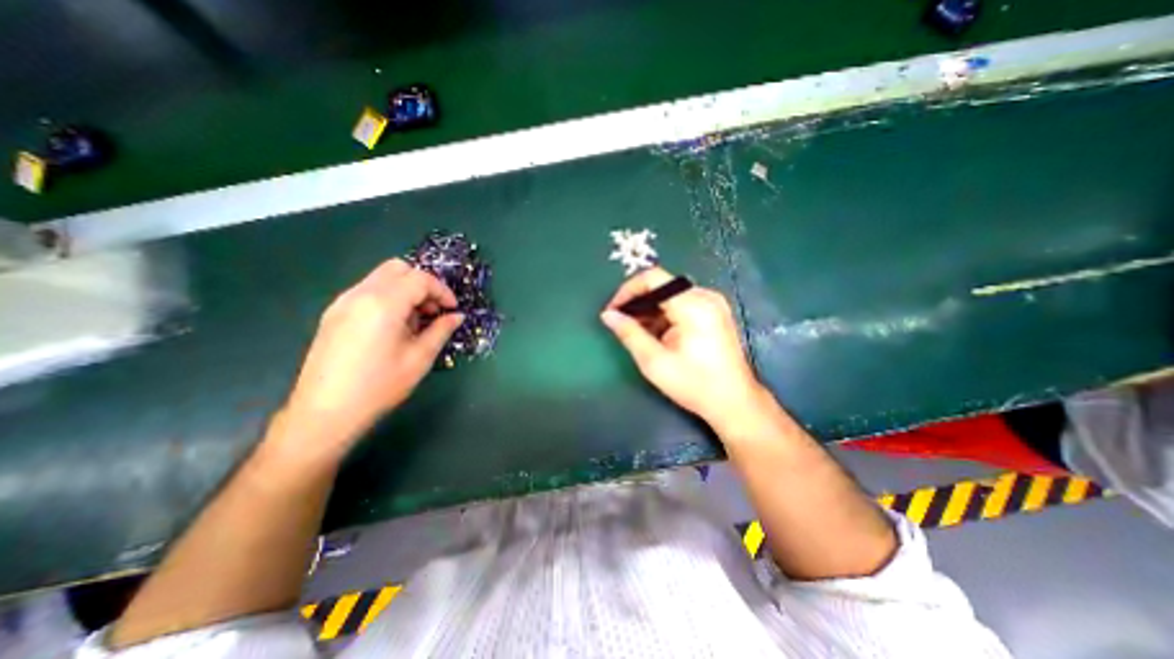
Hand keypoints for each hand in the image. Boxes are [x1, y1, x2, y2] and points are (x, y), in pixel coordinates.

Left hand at [280, 258, 466, 457]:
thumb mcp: (419, 358)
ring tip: (415, 321)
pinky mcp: (333, 314)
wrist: (324, 413)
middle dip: (423, 284)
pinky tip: (393, 326)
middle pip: (398, 268)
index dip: (442, 290)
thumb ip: (441, 330)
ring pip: (381, 278)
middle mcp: (360, 294)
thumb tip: (457, 316)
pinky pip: (367, 291)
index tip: (452, 310)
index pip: (419, 278)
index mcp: (383, 304)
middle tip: (434, 310)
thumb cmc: (379, 386)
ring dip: (405, 290)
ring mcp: (342, 302)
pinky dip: (388, 298)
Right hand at [601, 266, 765, 427]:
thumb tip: (608, 315)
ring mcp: (713, 303)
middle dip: (638, 302)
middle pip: (661, 285)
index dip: (627, 290)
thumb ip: (629, 333)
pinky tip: (657, 333)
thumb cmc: (694, 384)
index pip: (653, 278)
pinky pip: (682, 302)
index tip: (613, 310)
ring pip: (670, 294)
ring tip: (637, 332)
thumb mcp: (654, 362)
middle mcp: (705, 296)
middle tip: (621, 323)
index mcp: (693, 305)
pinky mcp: (715, 311)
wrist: (734, 402)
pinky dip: (665, 313)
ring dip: (650, 309)